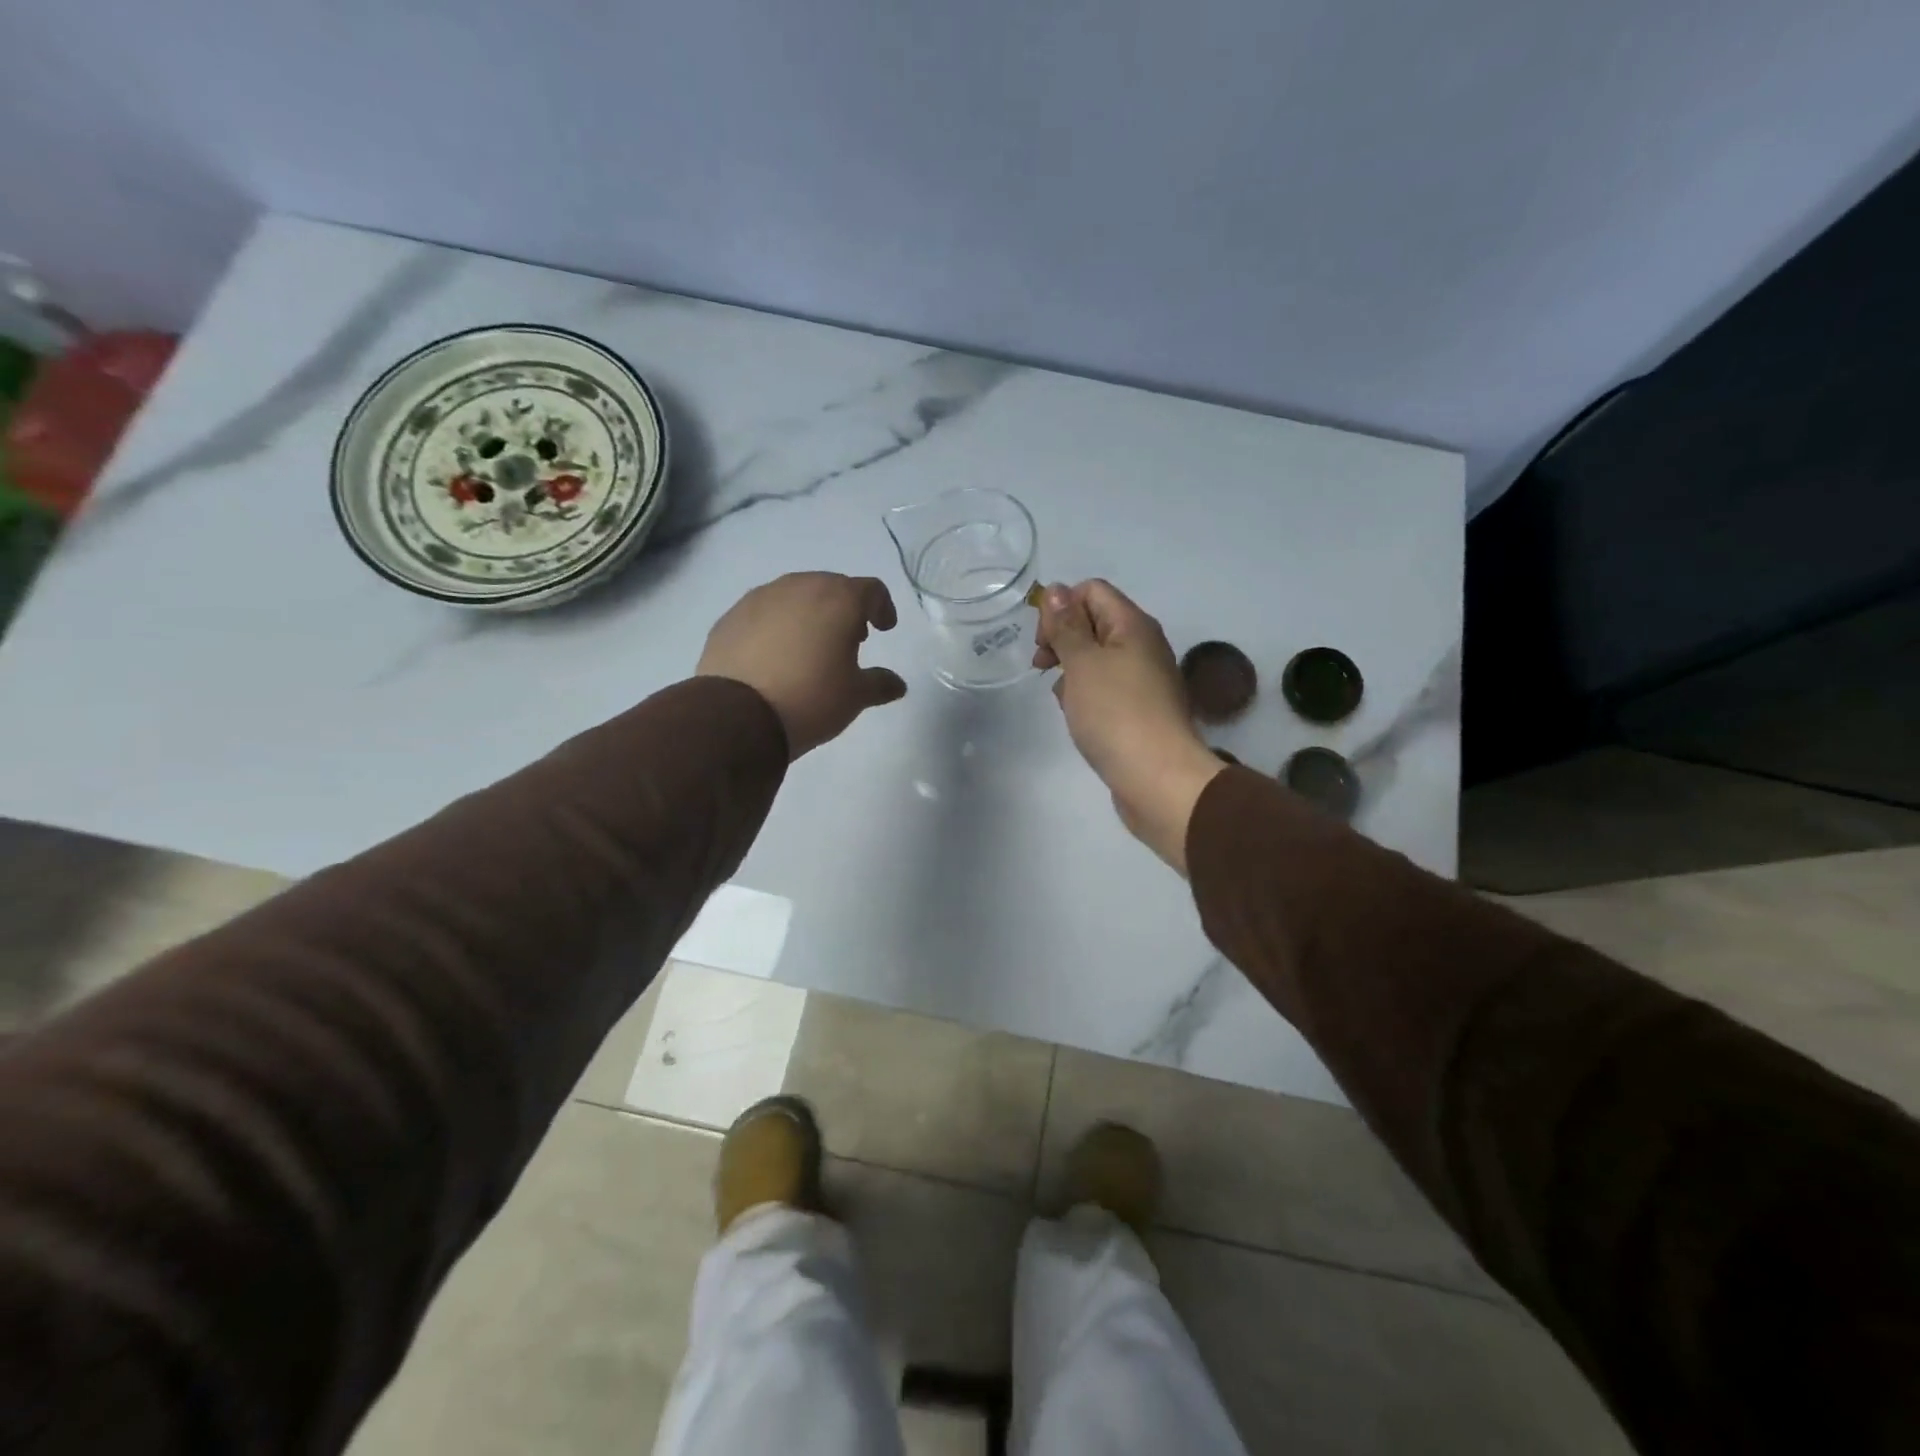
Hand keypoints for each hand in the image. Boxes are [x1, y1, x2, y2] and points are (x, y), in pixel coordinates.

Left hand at [698, 572, 907, 758]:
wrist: (738, 716)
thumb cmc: (811, 699)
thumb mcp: (855, 697)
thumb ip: (879, 684)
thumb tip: (897, 684)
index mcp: (838, 599)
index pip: (871, 589)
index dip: (882, 607)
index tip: (884, 629)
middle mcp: (799, 587)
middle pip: (831, 587)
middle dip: (845, 608)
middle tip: (849, 639)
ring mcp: (760, 598)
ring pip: (794, 596)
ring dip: (809, 614)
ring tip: (810, 647)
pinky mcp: (730, 617)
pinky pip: (763, 613)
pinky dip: (776, 626)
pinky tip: (774, 656)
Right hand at [1033, 579, 1225, 873]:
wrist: (1158, 779)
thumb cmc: (1116, 714)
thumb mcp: (1083, 664)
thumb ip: (1066, 626)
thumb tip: (1057, 590)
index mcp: (1133, 625)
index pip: (1092, 591)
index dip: (1061, 607)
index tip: (1043, 641)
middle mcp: (1143, 645)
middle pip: (1094, 622)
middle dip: (1062, 638)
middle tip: (1042, 666)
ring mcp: (1143, 680)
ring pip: (1097, 658)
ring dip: (1072, 670)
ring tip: (1061, 697)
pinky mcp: (1139, 710)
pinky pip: (1106, 688)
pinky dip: (1086, 694)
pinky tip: (1077, 715)